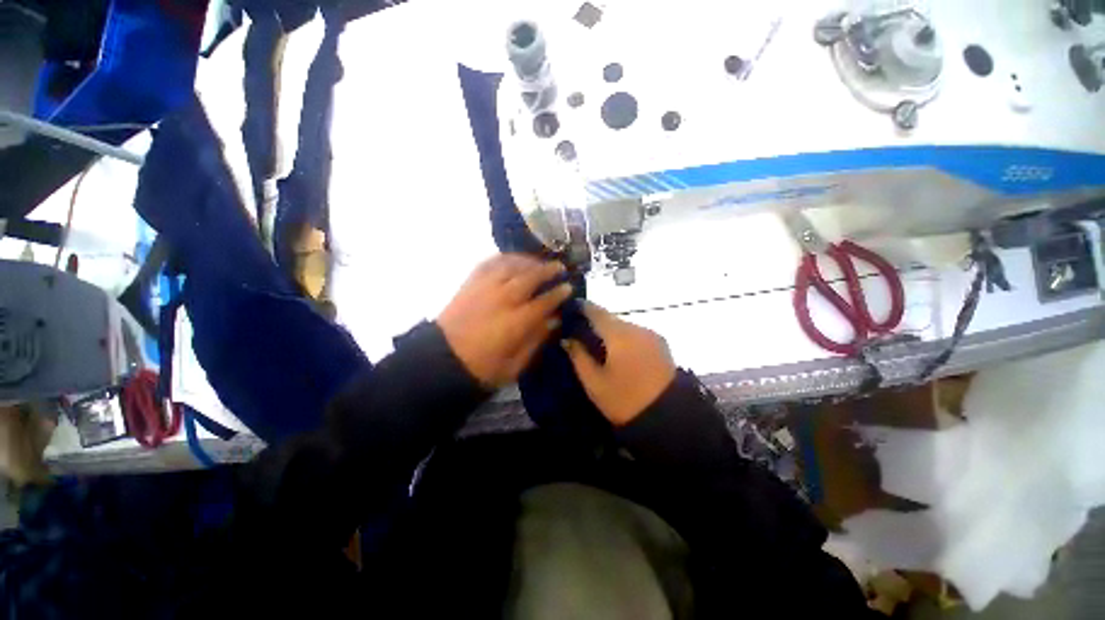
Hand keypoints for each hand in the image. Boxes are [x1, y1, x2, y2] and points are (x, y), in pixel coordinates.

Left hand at [438, 254, 572, 387]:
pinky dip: (504, 258)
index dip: (559, 293)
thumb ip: (536, 340)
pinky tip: (512, 259)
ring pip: (511, 265)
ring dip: (529, 261)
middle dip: (548, 270)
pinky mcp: (470, 284)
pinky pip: (489, 263)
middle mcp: (503, 299)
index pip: (545, 301)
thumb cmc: (482, 368)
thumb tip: (554, 319)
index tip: (569, 287)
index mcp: (516, 322)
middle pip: (530, 277)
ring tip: (539, 262)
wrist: (442, 361)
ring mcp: (485, 288)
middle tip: (560, 267)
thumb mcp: (515, 365)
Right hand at [562, 302, 676, 425]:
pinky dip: (625, 339)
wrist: (669, 419)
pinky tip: (620, 354)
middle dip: (596, 323)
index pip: (597, 312)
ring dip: (612, 332)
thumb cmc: (625, 401)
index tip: (570, 309)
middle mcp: (638, 329)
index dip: (582, 308)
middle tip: (581, 333)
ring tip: (600, 346)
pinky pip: (637, 335)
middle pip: (612, 319)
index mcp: (620, 335)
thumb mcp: (594, 382)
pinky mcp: (662, 346)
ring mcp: (652, 336)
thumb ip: (578, 356)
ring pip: (625, 327)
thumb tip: (568, 339)